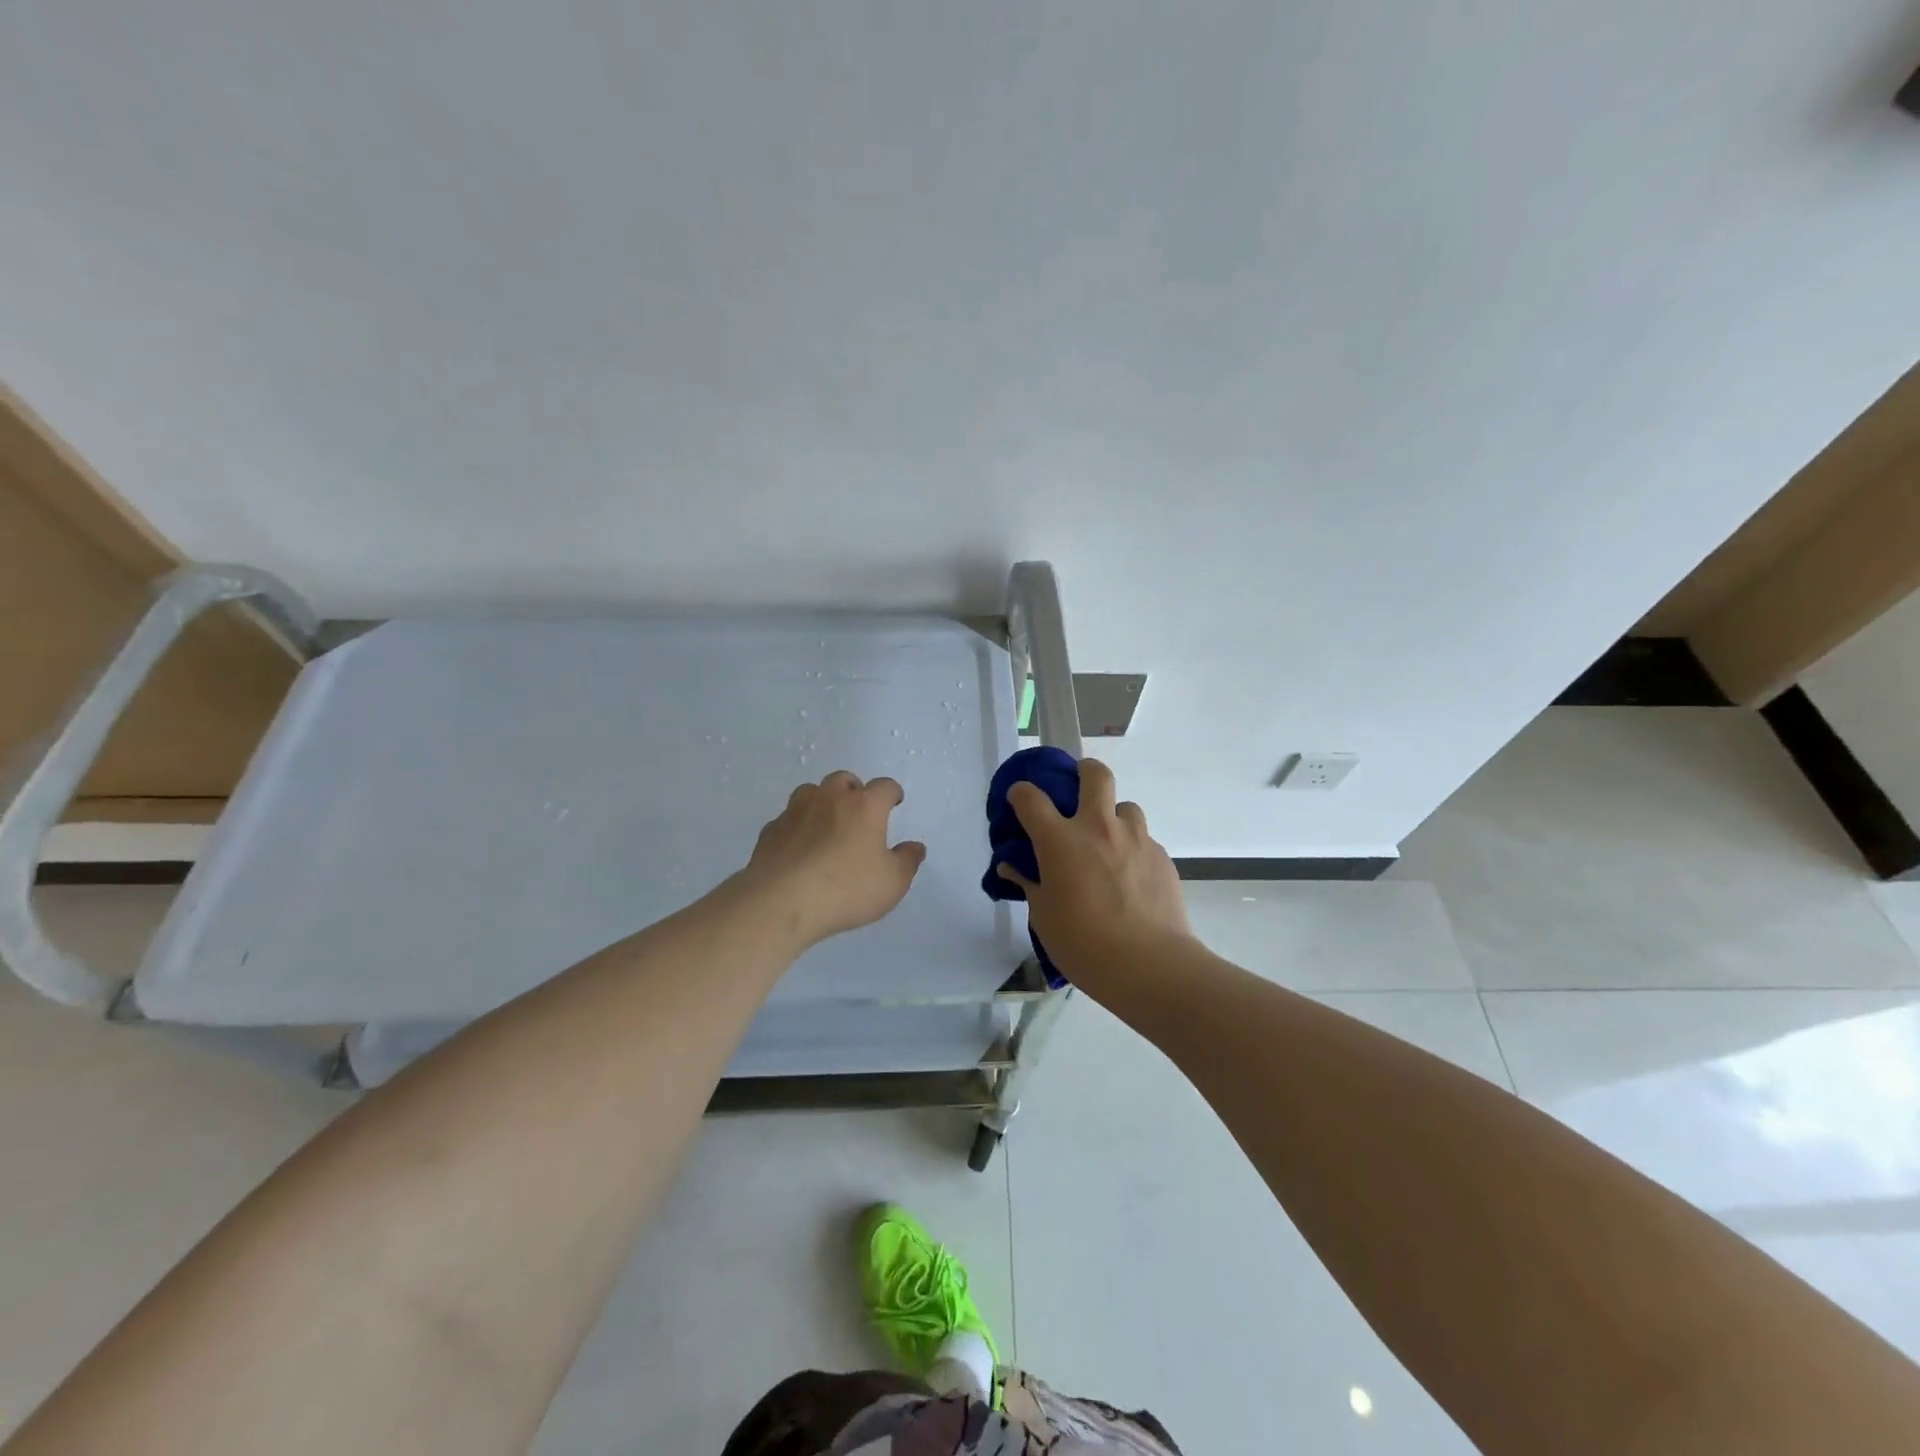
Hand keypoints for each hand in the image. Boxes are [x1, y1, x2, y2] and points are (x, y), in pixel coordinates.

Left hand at [737, 771, 926, 946]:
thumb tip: (915, 847)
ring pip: (811, 792)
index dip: (892, 792)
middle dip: (855, 790)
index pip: (884, 786)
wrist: (782, 902)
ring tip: (827, 824)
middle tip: (859, 812)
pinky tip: (799, 846)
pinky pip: (788, 818)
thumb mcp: (892, 882)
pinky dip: (797, 825)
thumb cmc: (846, 889)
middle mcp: (830, 799)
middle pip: (844, 780)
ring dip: (822, 801)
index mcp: (865, 807)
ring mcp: (796, 811)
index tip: (895, 802)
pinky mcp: (771, 830)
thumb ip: (907, 861)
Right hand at [996, 757, 1191, 982]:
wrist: (1150, 965)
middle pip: (1095, 774)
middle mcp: (1098, 828)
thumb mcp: (1043, 917)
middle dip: (1083, 771)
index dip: (1020, 793)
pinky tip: (1130, 877)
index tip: (1018, 799)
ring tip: (1108, 843)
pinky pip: (1143, 839)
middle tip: (1077, 789)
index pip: (1031, 798)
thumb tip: (1013, 867)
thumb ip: (1029, 884)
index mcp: (1060, 841)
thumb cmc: (1084, 944)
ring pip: (1126, 806)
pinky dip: (1131, 848)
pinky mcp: (1161, 856)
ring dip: (1113, 817)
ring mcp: (1135, 839)